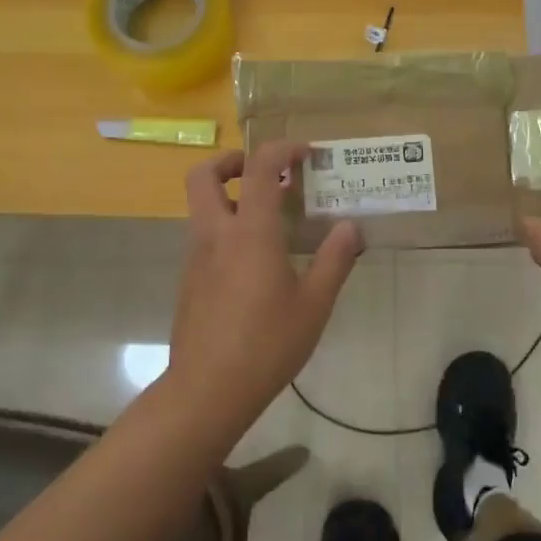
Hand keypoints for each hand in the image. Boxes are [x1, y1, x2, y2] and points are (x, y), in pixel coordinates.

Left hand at [167, 141, 362, 427]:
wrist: (207, 390)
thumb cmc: (267, 344)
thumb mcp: (314, 304)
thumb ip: (334, 260)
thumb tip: (350, 227)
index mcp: (250, 232)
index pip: (259, 167)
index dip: (281, 149)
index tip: (305, 154)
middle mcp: (216, 234)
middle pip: (204, 175)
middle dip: (232, 162)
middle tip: (265, 174)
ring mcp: (197, 257)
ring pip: (202, 206)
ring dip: (231, 197)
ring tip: (271, 220)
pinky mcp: (189, 280)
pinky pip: (205, 237)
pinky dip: (227, 229)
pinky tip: (256, 263)